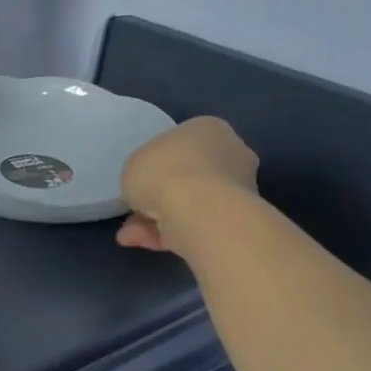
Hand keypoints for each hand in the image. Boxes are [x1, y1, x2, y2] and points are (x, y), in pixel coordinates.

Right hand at [116, 116, 259, 253]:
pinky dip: (170, 235)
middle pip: (191, 175)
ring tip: (131, 234)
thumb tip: (153, 187)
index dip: (159, 162)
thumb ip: (144, 172)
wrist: (200, 212)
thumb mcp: (134, 164)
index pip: (184, 143)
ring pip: (192, 205)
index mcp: (209, 129)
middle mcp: (232, 155)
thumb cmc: (164, 172)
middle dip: (162, 194)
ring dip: (159, 218)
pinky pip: (196, 225)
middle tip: (137, 208)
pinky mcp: (237, 224)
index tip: (143, 178)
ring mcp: (239, 191)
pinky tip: (141, 242)